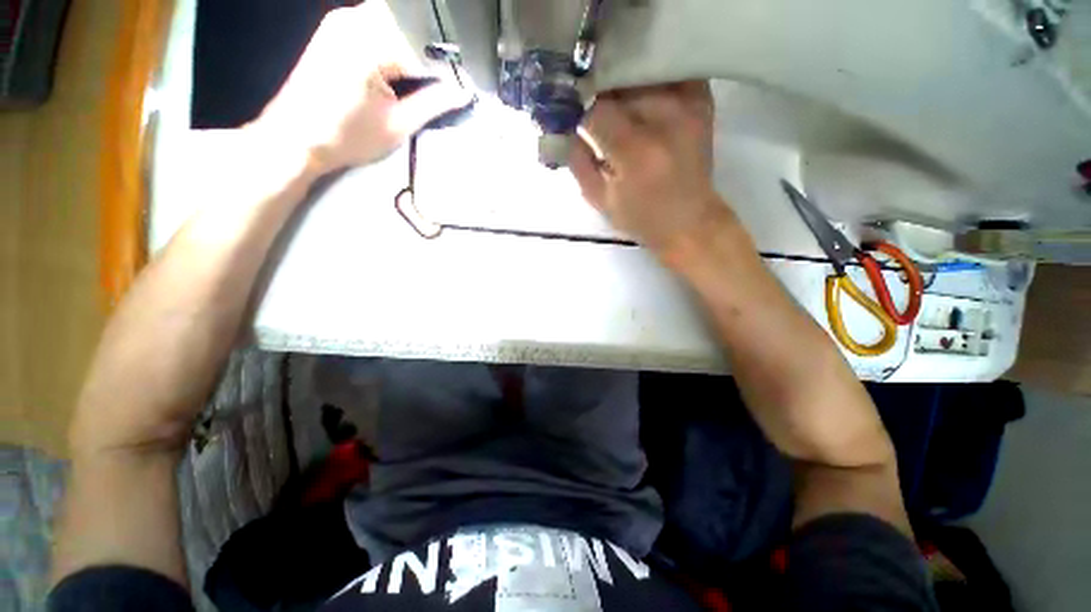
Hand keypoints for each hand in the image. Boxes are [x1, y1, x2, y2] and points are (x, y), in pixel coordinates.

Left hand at [251, 2, 470, 174]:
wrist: (295, 138)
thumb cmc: (346, 137)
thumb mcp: (398, 126)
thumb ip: (433, 104)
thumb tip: (462, 93)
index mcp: (371, 43)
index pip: (424, 48)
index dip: (445, 71)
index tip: (459, 90)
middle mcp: (354, 20)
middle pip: (410, 28)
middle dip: (429, 56)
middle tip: (442, 85)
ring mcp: (341, 22)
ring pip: (395, 25)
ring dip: (412, 51)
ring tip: (420, 82)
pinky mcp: (334, 30)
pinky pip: (376, 28)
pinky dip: (393, 47)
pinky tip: (396, 73)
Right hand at [571, 82, 724, 258]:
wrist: (689, 223)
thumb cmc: (640, 219)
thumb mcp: (599, 200)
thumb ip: (577, 161)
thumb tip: (563, 126)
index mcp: (634, 152)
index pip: (596, 109)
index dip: (577, 105)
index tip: (567, 108)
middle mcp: (664, 120)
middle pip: (621, 82)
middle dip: (598, 88)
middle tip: (586, 97)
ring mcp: (688, 106)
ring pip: (644, 71)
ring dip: (623, 78)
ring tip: (611, 92)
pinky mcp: (702, 102)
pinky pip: (671, 71)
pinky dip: (652, 74)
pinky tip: (639, 88)